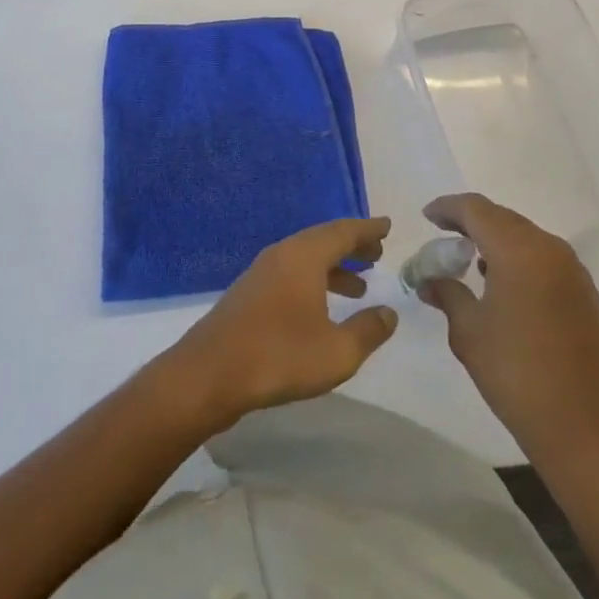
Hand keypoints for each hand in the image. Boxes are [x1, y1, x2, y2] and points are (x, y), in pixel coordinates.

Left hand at [161, 217, 397, 430]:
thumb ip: (367, 331)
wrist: (210, 373)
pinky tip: (320, 306)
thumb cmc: (279, 356)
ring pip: (306, 257)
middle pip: (323, 239)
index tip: (388, 225)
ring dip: (333, 266)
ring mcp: (262, 271)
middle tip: (377, 254)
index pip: (343, 231)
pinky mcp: (250, 292)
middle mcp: (283, 253)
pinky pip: (291, 272)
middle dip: (352, 246)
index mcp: (304, 255)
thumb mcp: (336, 352)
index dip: (368, 230)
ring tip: (359, 286)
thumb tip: (389, 312)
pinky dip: (314, 279)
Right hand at [418, 193, 598, 468]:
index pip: (476, 210)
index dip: (448, 208)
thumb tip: (429, 280)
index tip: (427, 216)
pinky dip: (518, 257)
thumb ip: (447, 294)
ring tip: (469, 256)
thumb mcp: (468, 332)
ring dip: (496, 238)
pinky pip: (544, 257)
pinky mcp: (585, 293)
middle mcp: (549, 249)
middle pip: (503, 218)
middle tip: (444, 234)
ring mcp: (572, 270)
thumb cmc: (516, 374)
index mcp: (519, 251)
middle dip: (471, 221)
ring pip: (525, 236)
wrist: (584, 428)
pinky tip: (503, 281)